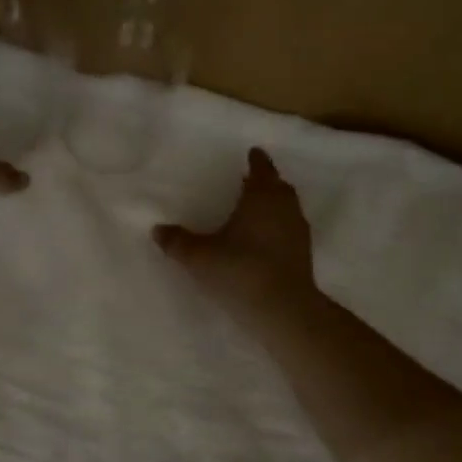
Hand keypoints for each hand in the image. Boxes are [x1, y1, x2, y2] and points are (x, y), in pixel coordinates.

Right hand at [155, 148, 314, 301]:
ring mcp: (298, 232)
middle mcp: (284, 208)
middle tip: (251, 180)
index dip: (257, 161)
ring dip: (274, 204)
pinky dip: (279, 227)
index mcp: (262, 197)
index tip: (253, 153)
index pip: (262, 170)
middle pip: (279, 187)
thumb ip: (178, 242)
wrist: (283, 309)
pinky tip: (264, 239)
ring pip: (287, 208)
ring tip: (256, 208)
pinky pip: (290, 229)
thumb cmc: (240, 271)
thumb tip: (157, 229)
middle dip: (267, 181)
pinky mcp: (303, 255)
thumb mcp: (200, 257)